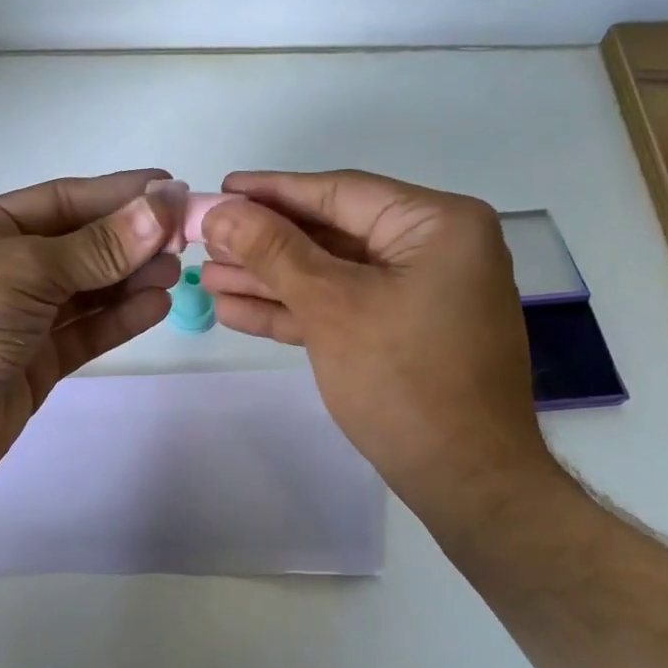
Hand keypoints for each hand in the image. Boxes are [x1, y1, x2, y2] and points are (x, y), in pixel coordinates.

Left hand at [0, 169, 178, 496]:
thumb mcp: (26, 271)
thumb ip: (97, 246)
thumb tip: (161, 208)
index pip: (61, 201)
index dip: (117, 194)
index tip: (171, 189)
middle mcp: (1, 269)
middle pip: (78, 245)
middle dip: (129, 239)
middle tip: (183, 237)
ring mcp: (19, 319)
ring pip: (86, 290)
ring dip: (130, 278)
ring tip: (177, 271)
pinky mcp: (35, 362)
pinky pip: (84, 331)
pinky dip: (119, 318)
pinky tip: (155, 306)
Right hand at [199, 170, 567, 530]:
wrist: (464, 479)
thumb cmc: (404, 379)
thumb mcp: (332, 306)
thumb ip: (275, 252)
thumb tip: (221, 211)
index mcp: (437, 225)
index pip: (339, 194)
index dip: (272, 192)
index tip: (220, 189)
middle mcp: (432, 250)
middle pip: (331, 234)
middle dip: (263, 243)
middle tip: (204, 239)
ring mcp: (417, 295)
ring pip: (330, 275)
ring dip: (269, 279)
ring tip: (207, 276)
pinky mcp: (401, 334)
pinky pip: (341, 309)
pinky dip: (293, 311)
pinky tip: (236, 309)